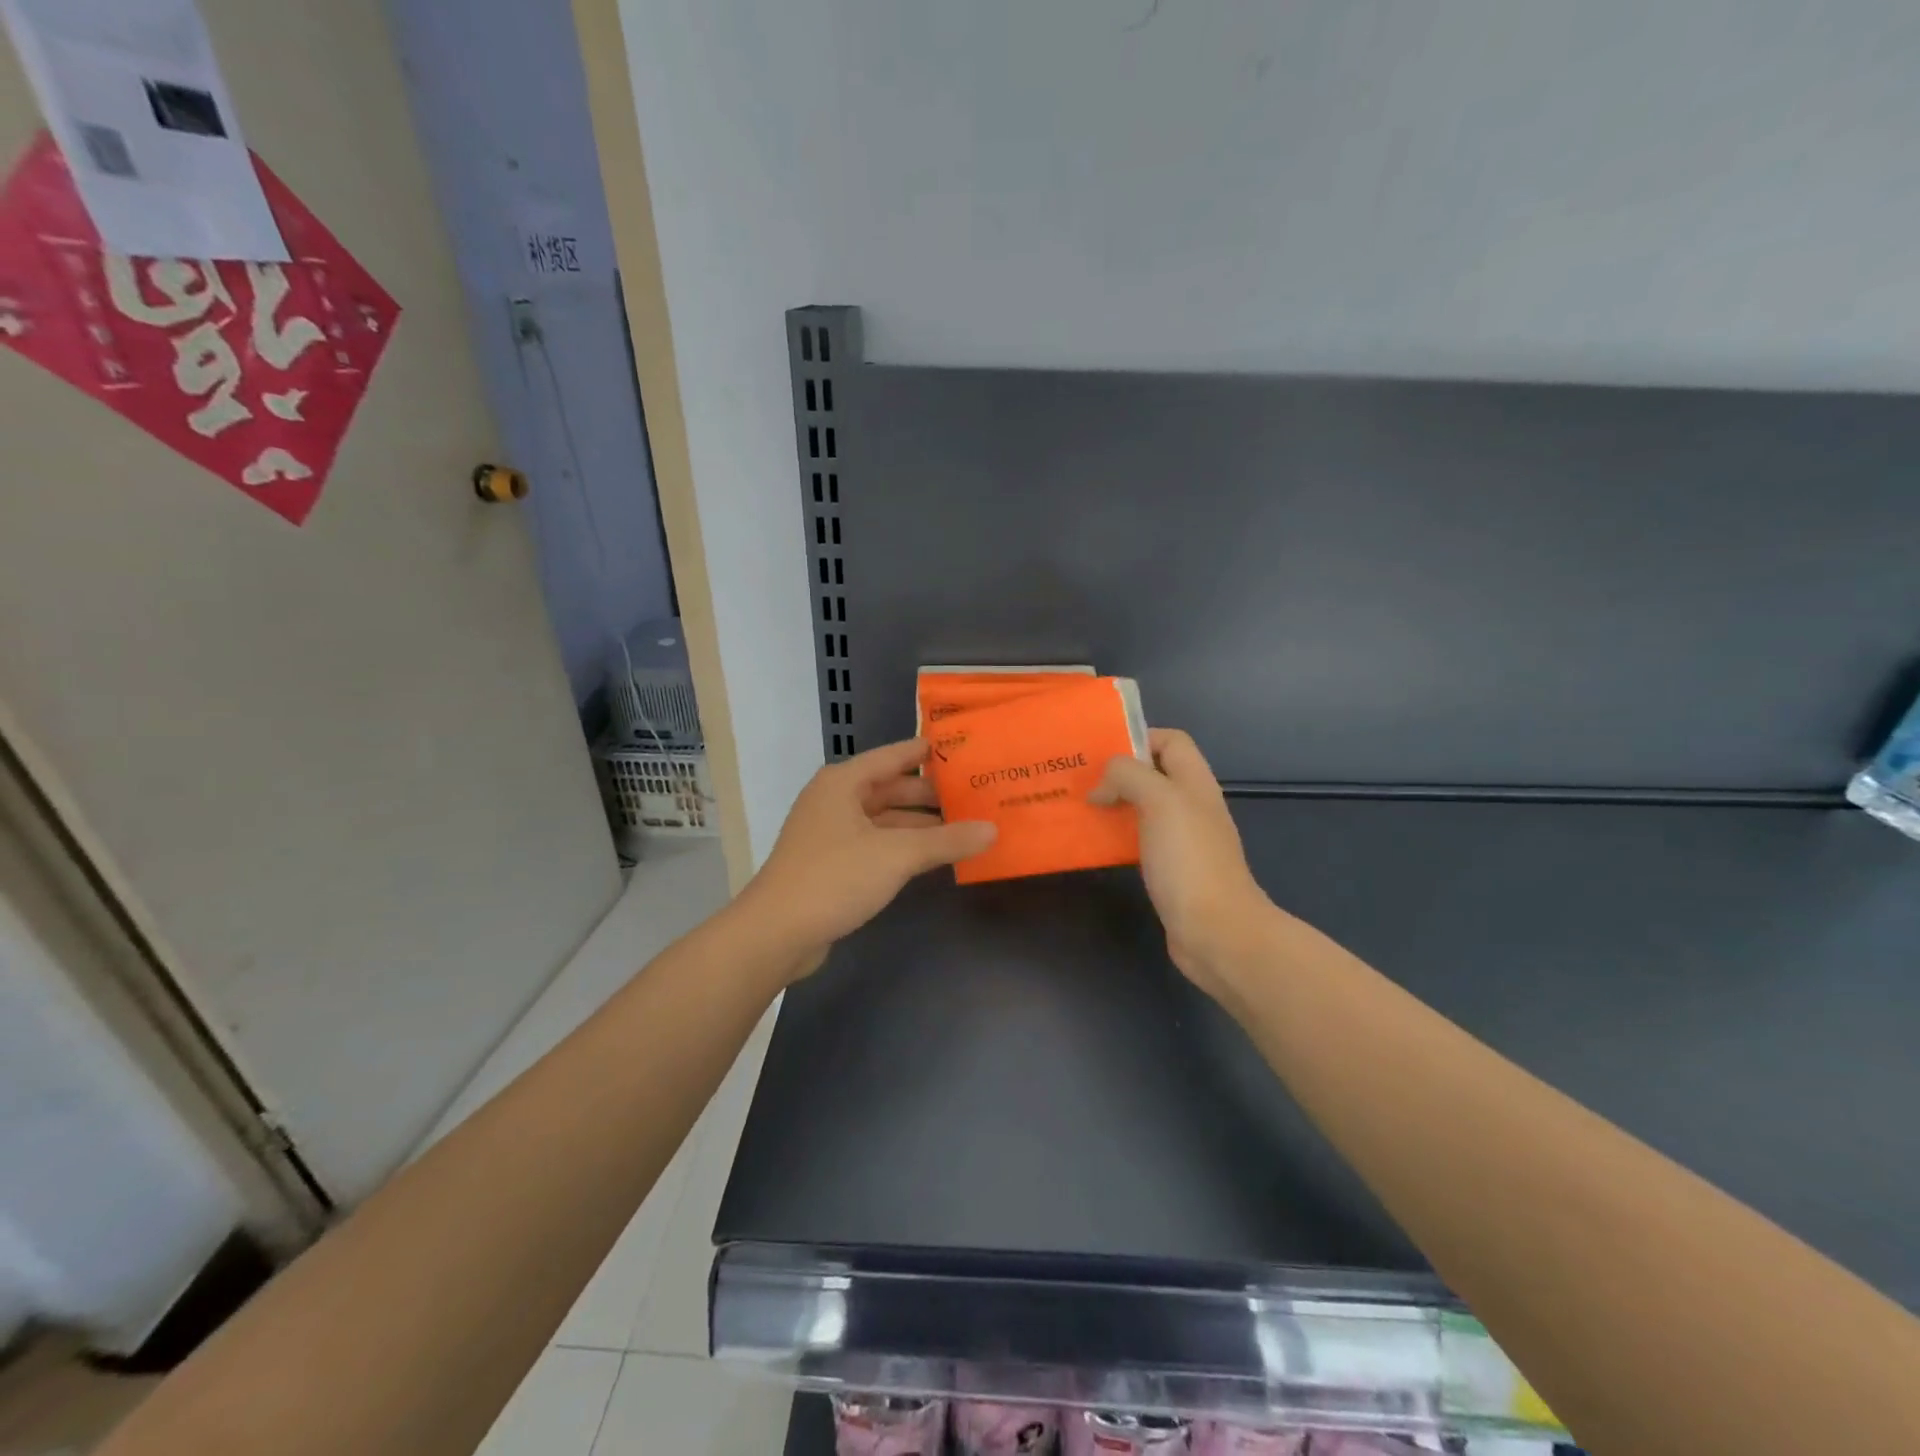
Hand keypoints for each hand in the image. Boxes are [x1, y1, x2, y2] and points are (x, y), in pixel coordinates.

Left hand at [732, 738, 995, 981]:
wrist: (777, 932)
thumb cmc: (835, 877)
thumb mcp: (897, 855)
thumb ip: (947, 841)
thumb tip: (992, 830)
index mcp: (844, 782)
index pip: (895, 756)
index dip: (928, 752)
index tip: (965, 749)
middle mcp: (836, 800)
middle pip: (891, 788)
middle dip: (931, 794)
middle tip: (976, 795)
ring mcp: (832, 833)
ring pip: (885, 819)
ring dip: (920, 824)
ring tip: (965, 827)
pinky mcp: (832, 863)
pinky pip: (877, 844)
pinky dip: (904, 847)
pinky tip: (934, 856)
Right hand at [1089, 728, 1278, 1001]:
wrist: (1217, 932)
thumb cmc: (1189, 860)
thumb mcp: (1160, 801)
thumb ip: (1129, 776)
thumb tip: (1102, 786)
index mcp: (1195, 782)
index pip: (1171, 741)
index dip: (1138, 738)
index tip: (1101, 752)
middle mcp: (1191, 806)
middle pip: (1154, 773)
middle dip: (1117, 773)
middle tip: (1078, 779)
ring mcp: (1182, 840)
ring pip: (1142, 807)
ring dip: (1112, 804)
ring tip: (1077, 807)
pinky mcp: (1169, 869)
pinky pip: (1138, 840)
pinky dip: (1115, 836)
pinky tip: (1092, 844)